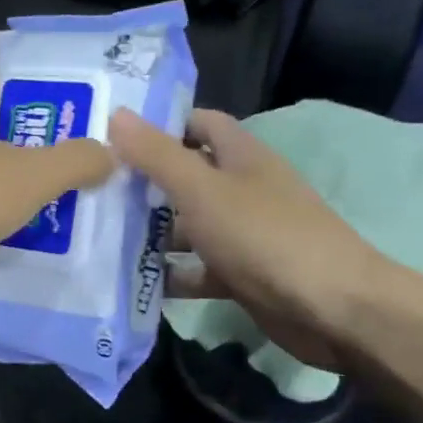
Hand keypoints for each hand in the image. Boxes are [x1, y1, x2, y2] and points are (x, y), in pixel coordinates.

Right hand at [108, 107, 384, 368]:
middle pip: (187, 177)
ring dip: (152, 233)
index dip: (160, 124)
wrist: (331, 308)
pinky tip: (134, 282)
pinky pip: (198, 269)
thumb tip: (116, 114)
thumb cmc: (264, 236)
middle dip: (144, 184)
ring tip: (100, 238)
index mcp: (240, 156)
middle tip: (92, 190)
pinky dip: (172, 275)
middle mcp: (242, 189)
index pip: (198, 124)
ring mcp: (243, 234)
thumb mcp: (202, 189)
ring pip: (189, 226)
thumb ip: (157, 155)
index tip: (112, 134)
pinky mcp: (242, 275)